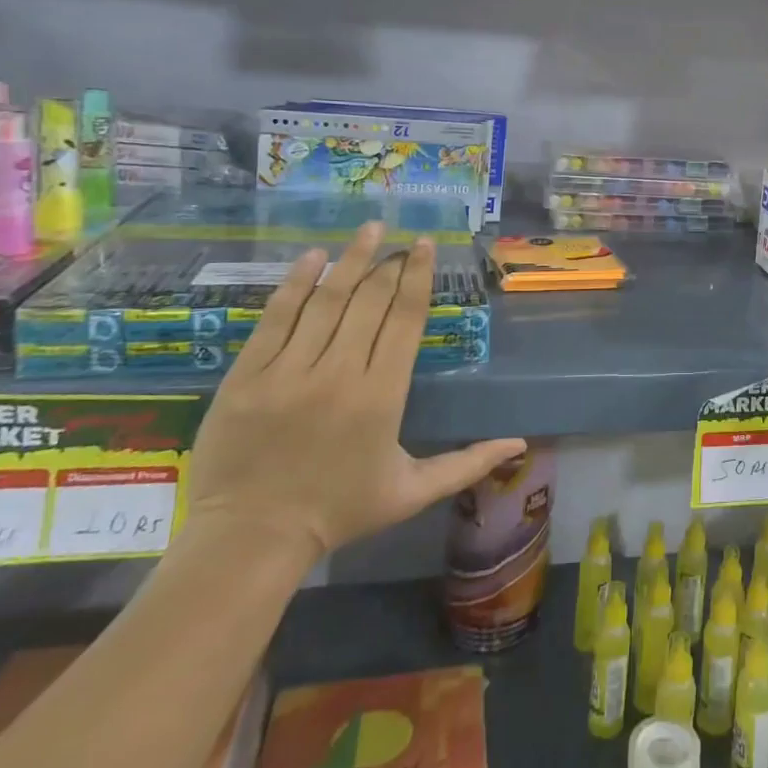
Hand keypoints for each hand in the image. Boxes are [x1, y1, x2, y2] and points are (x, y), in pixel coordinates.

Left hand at [187, 223, 525, 561]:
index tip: (425, 246)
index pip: (404, 320)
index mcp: (382, 396)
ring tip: (369, 229)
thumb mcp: (412, 492)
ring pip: (326, 301)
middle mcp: (339, 373)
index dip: (418, 278)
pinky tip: (314, 256)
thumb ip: (467, 464)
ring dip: (351, 260)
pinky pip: (275, 317)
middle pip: (370, 302)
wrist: (249, 539)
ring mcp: (288, 371)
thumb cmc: (339, 512)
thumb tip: (520, 444)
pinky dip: (296, 283)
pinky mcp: (248, 375)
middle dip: (389, 265)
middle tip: (400, 241)